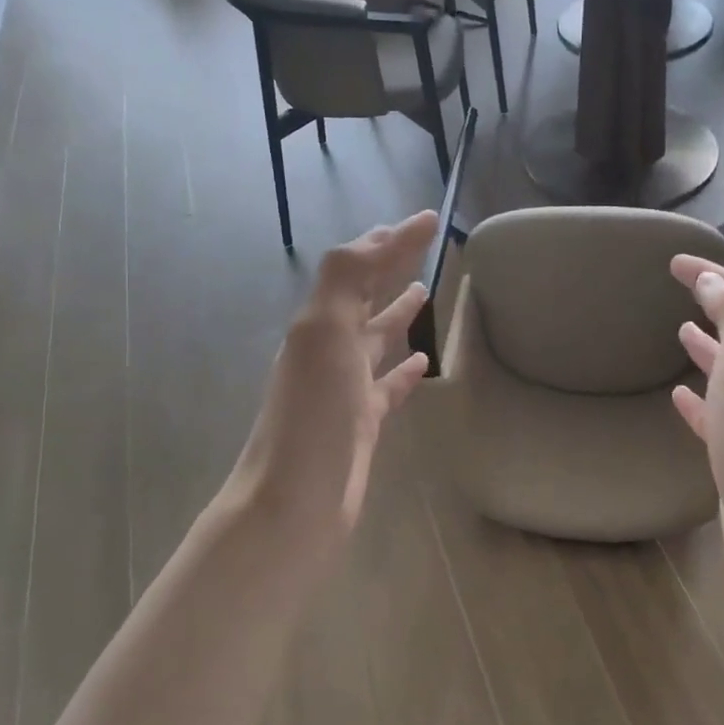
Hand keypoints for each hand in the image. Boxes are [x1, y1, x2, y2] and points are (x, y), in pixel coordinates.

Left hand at [230, 213, 438, 541]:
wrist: (293, 506)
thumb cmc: (312, 420)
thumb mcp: (323, 337)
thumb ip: (344, 283)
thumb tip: (374, 239)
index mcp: (318, 324)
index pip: (357, 267)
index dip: (391, 239)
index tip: (430, 218)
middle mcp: (328, 350)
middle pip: (364, 296)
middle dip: (389, 266)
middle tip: (425, 244)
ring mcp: (345, 388)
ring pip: (375, 338)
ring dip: (396, 312)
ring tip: (425, 290)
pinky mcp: (362, 424)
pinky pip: (387, 386)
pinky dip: (404, 369)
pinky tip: (424, 361)